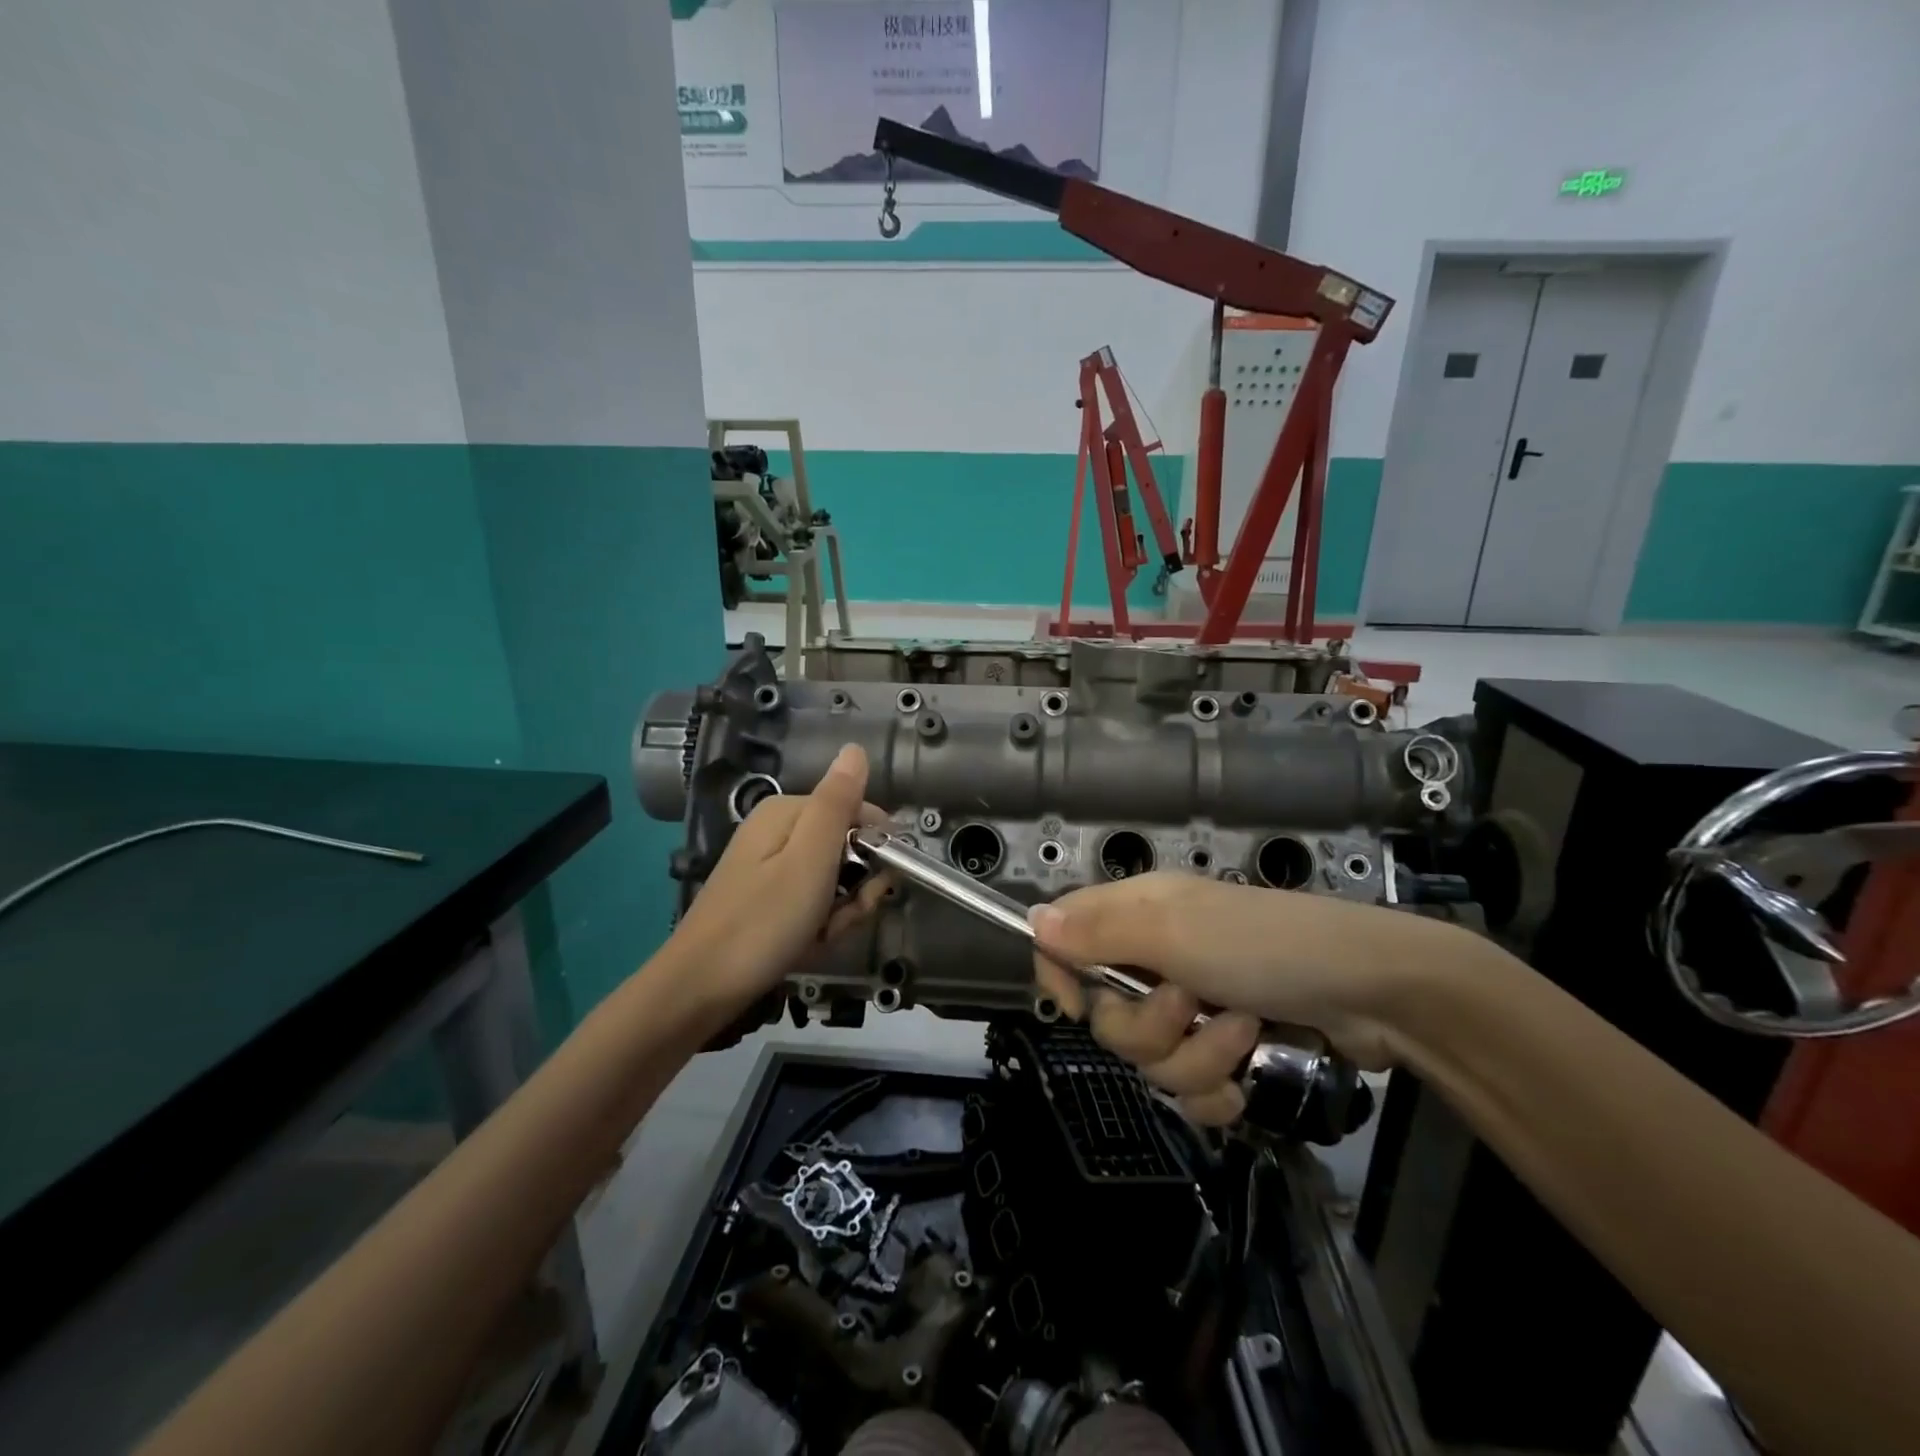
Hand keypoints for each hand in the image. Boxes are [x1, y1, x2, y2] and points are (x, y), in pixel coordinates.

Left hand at [668, 744, 888, 1015]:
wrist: (699, 989)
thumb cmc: (762, 921)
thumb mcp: (810, 858)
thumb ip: (837, 802)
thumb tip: (856, 748)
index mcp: (787, 812)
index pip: (859, 812)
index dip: (877, 848)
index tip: (876, 885)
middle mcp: (779, 832)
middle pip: (848, 849)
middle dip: (857, 889)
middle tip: (840, 917)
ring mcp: (772, 868)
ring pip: (835, 881)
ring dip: (841, 912)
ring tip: (820, 935)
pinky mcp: (768, 900)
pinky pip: (814, 903)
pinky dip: (820, 925)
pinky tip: (808, 945)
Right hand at [1030, 873, 1471, 1123]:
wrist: (1375, 994)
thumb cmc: (1265, 948)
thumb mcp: (1173, 933)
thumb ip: (1098, 931)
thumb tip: (1032, 919)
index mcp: (1138, 916)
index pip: (1066, 938)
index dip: (1060, 972)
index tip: (1077, 1005)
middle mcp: (1158, 957)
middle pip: (1106, 1013)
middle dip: (1147, 1028)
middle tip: (1190, 1008)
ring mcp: (1194, 1007)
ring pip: (1149, 1058)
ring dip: (1194, 1058)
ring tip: (1242, 1035)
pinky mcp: (1227, 1050)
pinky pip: (1189, 1090)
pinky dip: (1216, 1089)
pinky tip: (1246, 1078)